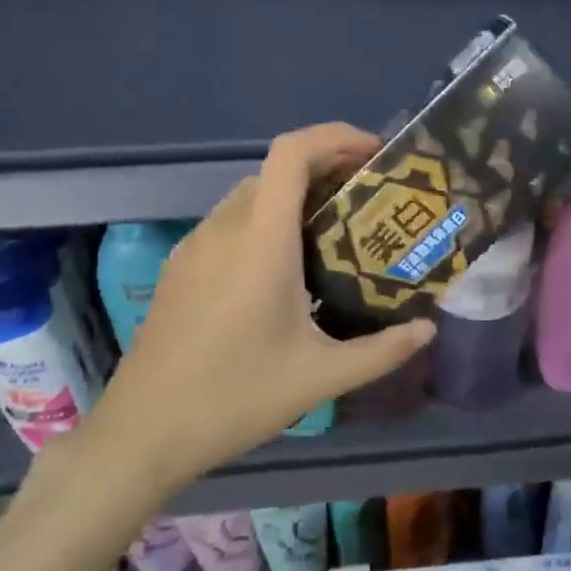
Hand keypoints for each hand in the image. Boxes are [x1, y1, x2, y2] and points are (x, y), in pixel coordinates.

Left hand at [78, 123, 435, 492]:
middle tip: (367, 200)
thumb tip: (427, 330)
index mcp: (261, 240)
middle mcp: (224, 228)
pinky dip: (266, 222)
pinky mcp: (179, 268)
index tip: (375, 155)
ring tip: (334, 233)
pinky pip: (231, 223)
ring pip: (252, 195)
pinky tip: (285, 271)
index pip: (292, 153)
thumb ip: (382, 350)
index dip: (336, 137)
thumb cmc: (235, 397)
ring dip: (295, 197)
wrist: (142, 433)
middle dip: (326, 169)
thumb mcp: (321, 378)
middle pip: (276, 170)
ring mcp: (195, 246)